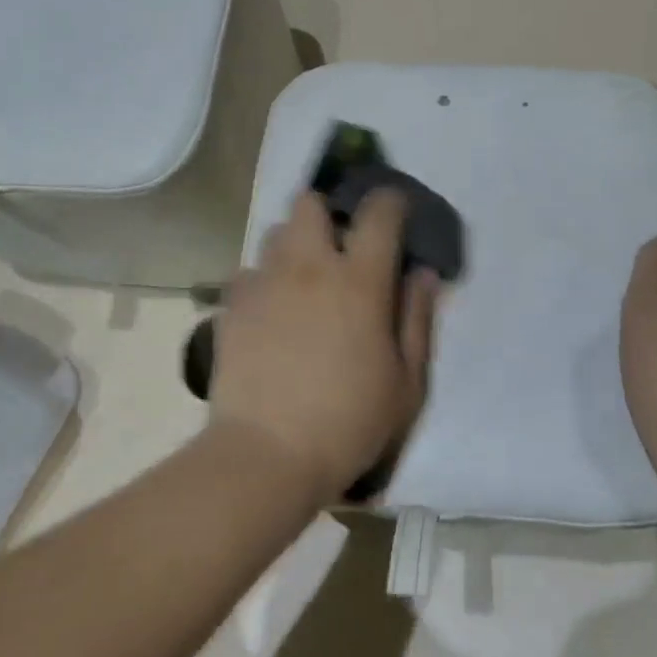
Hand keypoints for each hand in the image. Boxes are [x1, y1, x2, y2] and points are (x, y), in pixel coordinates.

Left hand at [209, 189, 438, 503]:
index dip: (390, 202)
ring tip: (302, 280)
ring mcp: (264, 282)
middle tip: (339, 247)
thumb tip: (423, 273)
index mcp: (359, 280)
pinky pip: (248, 272)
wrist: (266, 455)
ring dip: (294, 244)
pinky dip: (264, 281)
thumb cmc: (349, 422)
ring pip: (275, 232)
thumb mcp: (406, 381)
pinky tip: (270, 313)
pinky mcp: (232, 306)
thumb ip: (417, 319)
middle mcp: (308, 267)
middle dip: (327, 213)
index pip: (379, 212)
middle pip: (309, 203)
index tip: (395, 212)